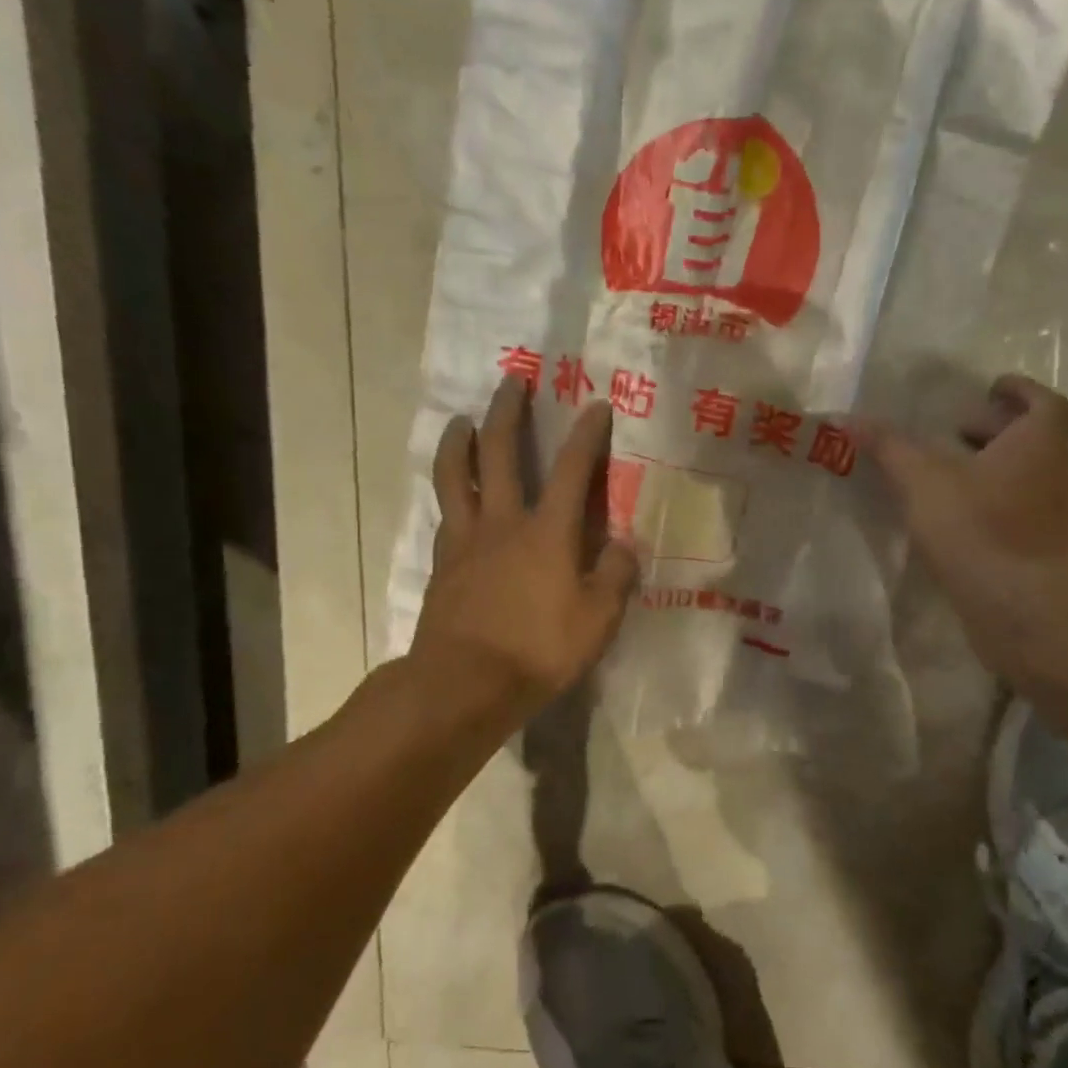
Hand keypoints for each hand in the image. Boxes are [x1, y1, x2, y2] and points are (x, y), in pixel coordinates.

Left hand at [408, 379, 638, 714]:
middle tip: (512, 382)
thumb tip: (625, 546)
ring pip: (455, 476)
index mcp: (547, 532)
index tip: (596, 404)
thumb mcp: (598, 620)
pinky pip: (445, 515)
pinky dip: (450, 494)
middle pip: (497, 453)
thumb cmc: (538, 651)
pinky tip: (454, 494)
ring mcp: (465, 541)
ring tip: (462, 421)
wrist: (463, 685)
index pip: (571, 470)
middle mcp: (503, 523)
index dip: (586, 434)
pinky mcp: (442, 564)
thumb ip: (615, 577)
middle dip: (507, 412)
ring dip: (459, 442)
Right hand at [861, 375, 1067, 673]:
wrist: (1014, 603)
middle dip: (999, 429)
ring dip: (999, 467)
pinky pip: (1025, 511)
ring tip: (955, 474)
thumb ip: (888, 446)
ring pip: (1032, 476)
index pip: (1044, 402)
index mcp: (1039, 444)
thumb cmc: (974, 525)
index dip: (1018, 391)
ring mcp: (1057, 515)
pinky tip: (964, 517)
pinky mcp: (1046, 549)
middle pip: (1038, 439)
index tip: (990, 389)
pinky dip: (1000, 502)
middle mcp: (1058, 474)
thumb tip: (845, 418)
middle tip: (959, 433)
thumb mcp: (921, 479)